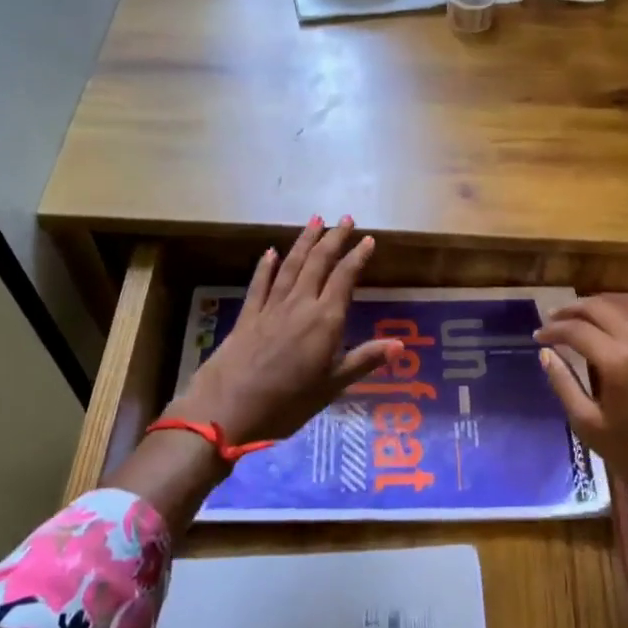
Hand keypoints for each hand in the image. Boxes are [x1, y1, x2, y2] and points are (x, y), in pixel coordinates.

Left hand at [170, 218, 401, 444]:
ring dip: (304, 242)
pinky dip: (266, 267)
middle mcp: (299, 305)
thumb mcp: (332, 387)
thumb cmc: (287, 403)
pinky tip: (270, 252)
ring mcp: (270, 308)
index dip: (357, 257)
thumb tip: (400, 345)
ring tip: (314, 220)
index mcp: (325, 321)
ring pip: (291, 266)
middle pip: (318, 264)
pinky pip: (260, 285)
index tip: (368, 239)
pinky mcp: (247, 317)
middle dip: (333, 239)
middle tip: (346, 219)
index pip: (344, 279)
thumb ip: (364, 360)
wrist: (227, 409)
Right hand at [535, 297, 627, 499]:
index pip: (577, 329)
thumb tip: (546, 354)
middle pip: (602, 308)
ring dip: (593, 317)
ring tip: (571, 331)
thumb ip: (564, 385)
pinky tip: (599, 348)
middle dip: (573, 310)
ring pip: (621, 317)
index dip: (553, 329)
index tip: (536, 337)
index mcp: (618, 361)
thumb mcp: (590, 425)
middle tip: (550, 320)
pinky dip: (611, 330)